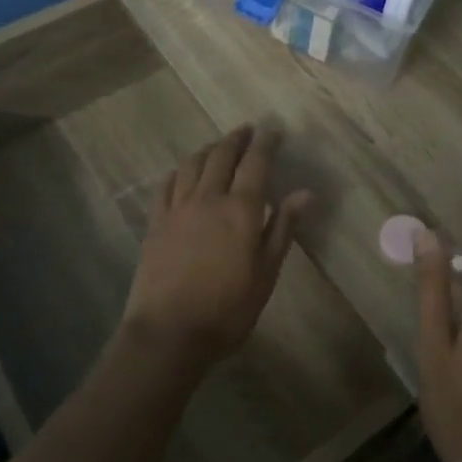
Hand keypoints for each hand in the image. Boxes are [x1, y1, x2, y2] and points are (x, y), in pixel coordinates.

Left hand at [121, 123, 311, 367]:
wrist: (169, 332)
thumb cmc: (227, 308)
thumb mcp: (266, 272)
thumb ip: (283, 228)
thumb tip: (305, 192)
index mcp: (240, 209)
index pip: (256, 163)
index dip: (266, 143)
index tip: (274, 130)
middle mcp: (208, 198)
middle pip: (222, 156)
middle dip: (236, 138)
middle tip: (247, 130)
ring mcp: (177, 208)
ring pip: (192, 164)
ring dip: (208, 149)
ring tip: (218, 146)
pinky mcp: (155, 222)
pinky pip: (166, 184)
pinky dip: (179, 171)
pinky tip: (182, 173)